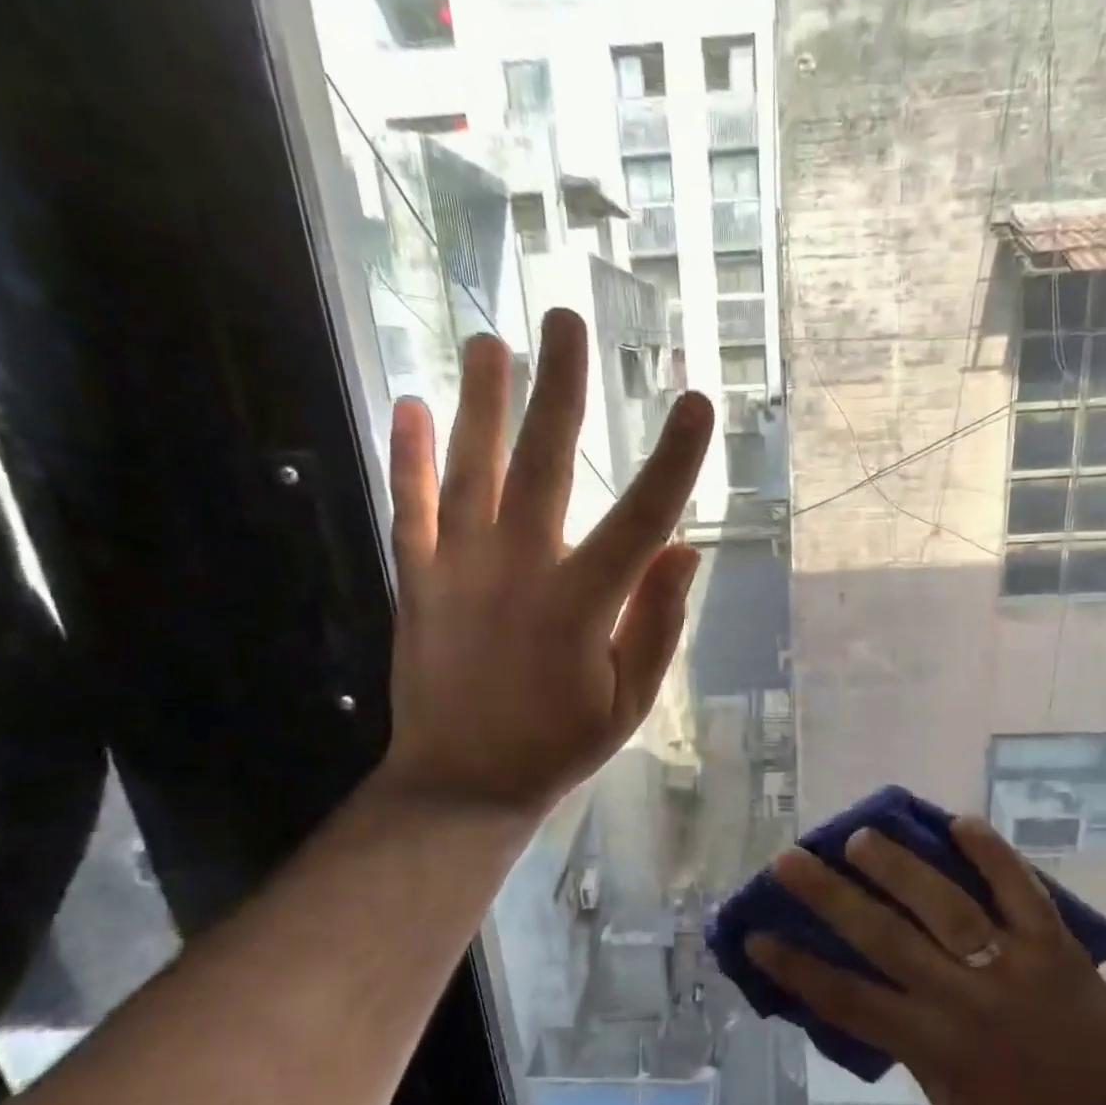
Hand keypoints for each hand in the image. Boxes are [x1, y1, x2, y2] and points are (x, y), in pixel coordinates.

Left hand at [377, 309, 712, 819]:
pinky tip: (410, 405)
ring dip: (481, 402)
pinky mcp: (418, 581)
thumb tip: (682, 550)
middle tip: (566, 320)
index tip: (697, 402)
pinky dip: (408, 457)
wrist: (461, 784)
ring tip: (489, 340)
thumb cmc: (556, 745)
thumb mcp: (629, 701)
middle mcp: (518, 571)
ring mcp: (459, 570)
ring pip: (471, 470)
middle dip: (560, 388)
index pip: (640, 518)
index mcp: (579, 604)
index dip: (673, 459)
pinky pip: (410, 508)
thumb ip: (656, 625)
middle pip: (543, 464)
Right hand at [751, 818, 1105, 1104]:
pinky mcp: (1052, 942)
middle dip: (828, 897)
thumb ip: (907, 1045)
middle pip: (882, 939)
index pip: (847, 1001)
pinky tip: (957, 820)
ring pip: (942, 905)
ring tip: (857, 836)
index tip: (756, 934)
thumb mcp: (950, 1102)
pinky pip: (1018, 888)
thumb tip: (864, 991)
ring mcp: (1010, 964)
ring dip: (895, 866)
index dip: (796, 966)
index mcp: (934, 1046)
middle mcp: (963, 999)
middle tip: (789, 859)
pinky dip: (989, 852)